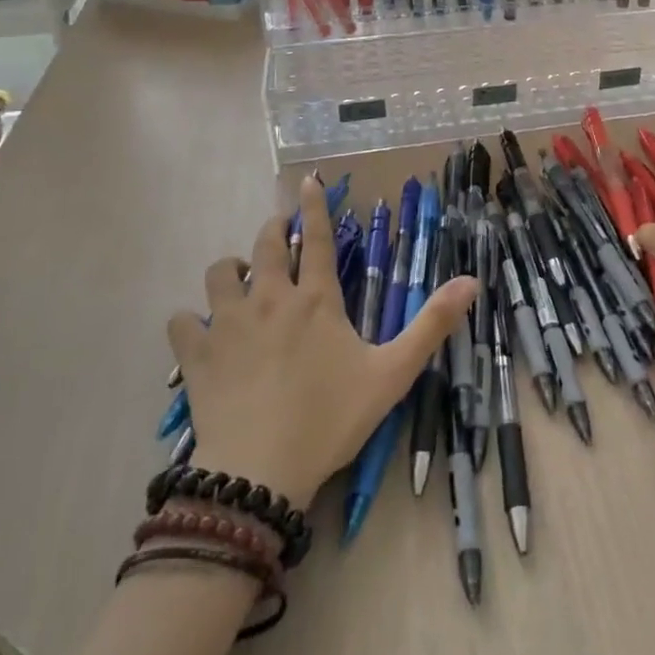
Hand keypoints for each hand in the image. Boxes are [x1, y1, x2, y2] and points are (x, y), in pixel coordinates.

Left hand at [169, 176, 477, 508]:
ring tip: (241, 281)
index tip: (307, 180)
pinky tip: (200, 331)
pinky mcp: (197, 357)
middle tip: (278, 234)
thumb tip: (471, 281)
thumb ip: (431, 325)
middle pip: (264, 246)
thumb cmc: (330, 419)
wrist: (260, 474)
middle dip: (272, 230)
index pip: (315, 238)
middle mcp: (269, 299)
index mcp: (315, 299)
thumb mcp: (393, 373)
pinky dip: (191, 321)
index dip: (313, 206)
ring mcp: (228, 325)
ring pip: (219, 274)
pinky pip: (182, 323)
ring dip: (230, 270)